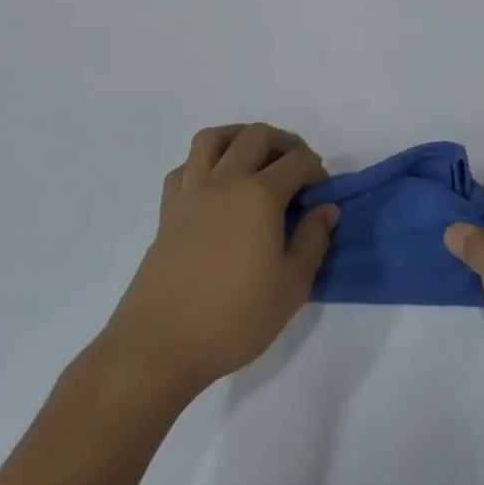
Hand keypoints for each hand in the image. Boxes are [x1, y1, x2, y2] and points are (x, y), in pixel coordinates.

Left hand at [103, 124, 334, 402]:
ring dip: (239, 138)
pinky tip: (217, 187)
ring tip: (255, 159)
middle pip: (256, 136)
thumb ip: (313, 241)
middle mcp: (224, 182)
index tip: (323, 193)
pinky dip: (204, 164)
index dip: (317, 170)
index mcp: (259, 195)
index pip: (297, 161)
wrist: (157, 348)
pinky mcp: (167, 213)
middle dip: (284, 143)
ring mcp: (190, 194)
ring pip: (212, 139)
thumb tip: (326, 209)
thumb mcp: (292, 286)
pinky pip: (185, 168)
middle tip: (297, 168)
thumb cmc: (234, 318)